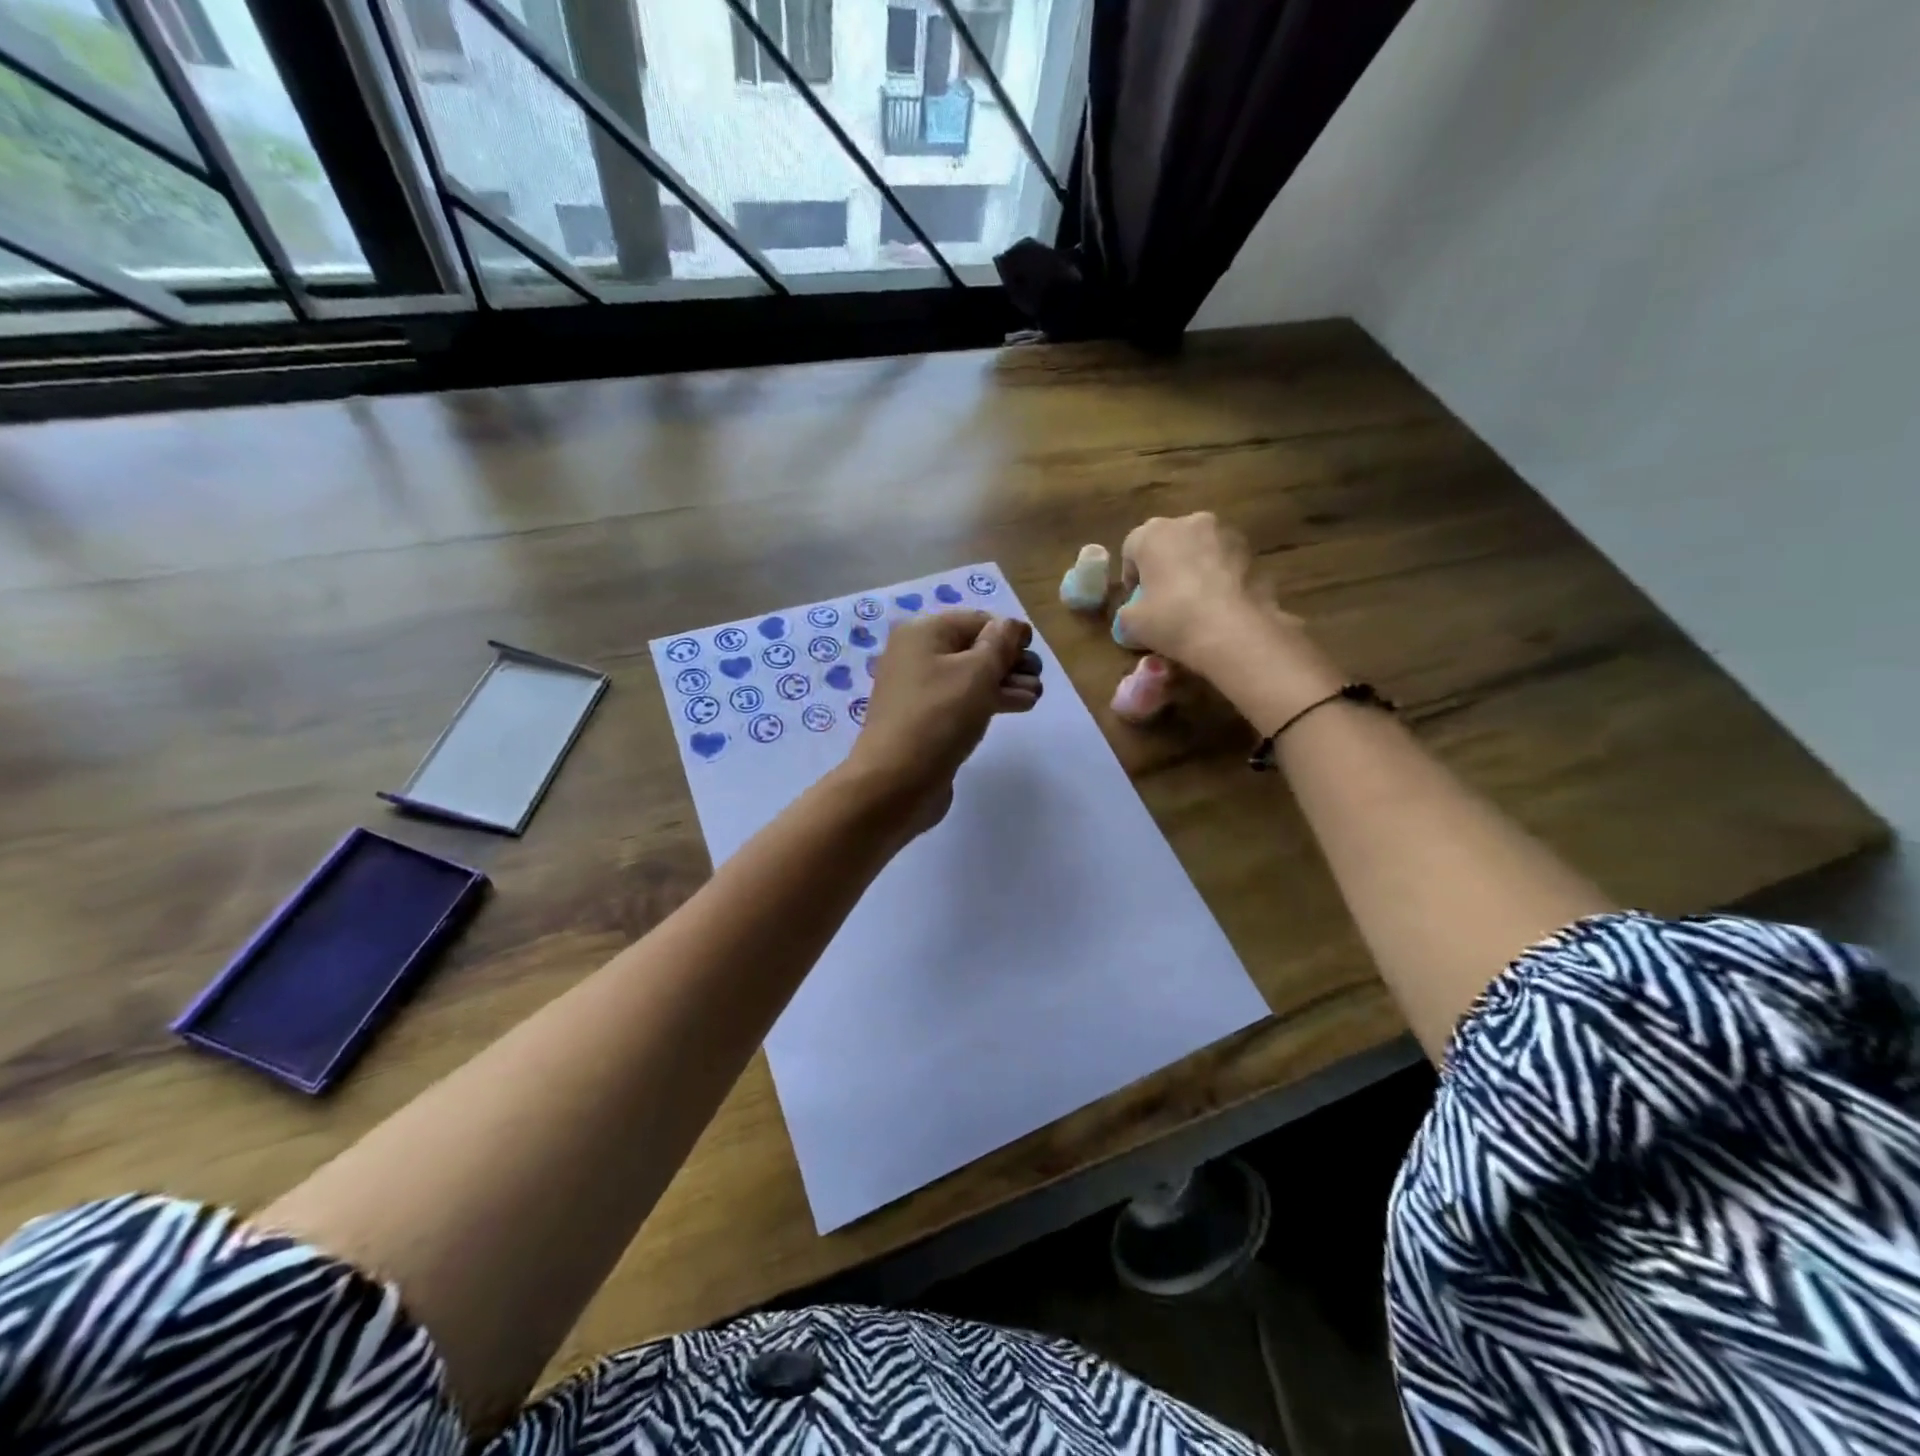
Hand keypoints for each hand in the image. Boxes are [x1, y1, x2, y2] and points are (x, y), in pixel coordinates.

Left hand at [841, 611, 1041, 832]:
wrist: (896, 782)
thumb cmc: (939, 717)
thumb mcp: (978, 673)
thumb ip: (1000, 644)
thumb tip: (1011, 626)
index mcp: (923, 632)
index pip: (976, 621)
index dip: (1008, 632)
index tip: (1034, 651)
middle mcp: (916, 655)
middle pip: (973, 648)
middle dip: (1009, 660)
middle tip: (1037, 678)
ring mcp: (918, 690)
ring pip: (970, 677)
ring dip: (1004, 682)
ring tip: (1034, 696)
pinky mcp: (925, 720)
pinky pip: (961, 701)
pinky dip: (988, 701)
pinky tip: (1016, 707)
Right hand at [1115, 513, 1272, 663]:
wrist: (1233, 631)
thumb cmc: (1172, 618)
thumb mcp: (1131, 624)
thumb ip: (1126, 614)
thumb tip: (1132, 617)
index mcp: (1154, 533)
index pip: (1132, 547)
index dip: (1131, 575)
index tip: (1135, 600)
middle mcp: (1190, 522)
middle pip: (1169, 542)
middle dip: (1164, 566)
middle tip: (1163, 599)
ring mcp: (1226, 534)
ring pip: (1200, 550)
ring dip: (1194, 569)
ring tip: (1194, 603)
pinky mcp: (1253, 553)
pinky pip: (1225, 563)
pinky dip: (1219, 578)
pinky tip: (1218, 605)